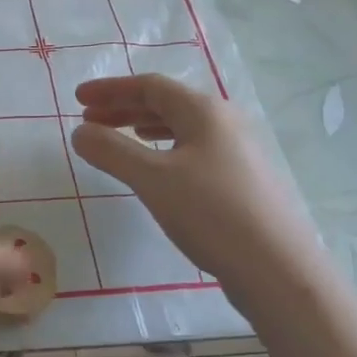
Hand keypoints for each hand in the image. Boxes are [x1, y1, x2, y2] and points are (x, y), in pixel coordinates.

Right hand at [71, 74, 321, 285]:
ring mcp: (237, 151)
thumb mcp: (151, 179)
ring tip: (115, 139)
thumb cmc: (211, 213)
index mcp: (204, 111)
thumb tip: (79, 131)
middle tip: (88, 120)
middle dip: (123, 108)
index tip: (77, 99)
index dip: (110, 89)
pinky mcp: (242, 180)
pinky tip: (155, 169)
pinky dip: (163, 149)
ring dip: (142, 128)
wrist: (279, 270)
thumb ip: (111, 150)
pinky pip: (192, 150)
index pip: (149, 86)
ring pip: (180, 128)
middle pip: (165, 103)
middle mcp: (224, 122)